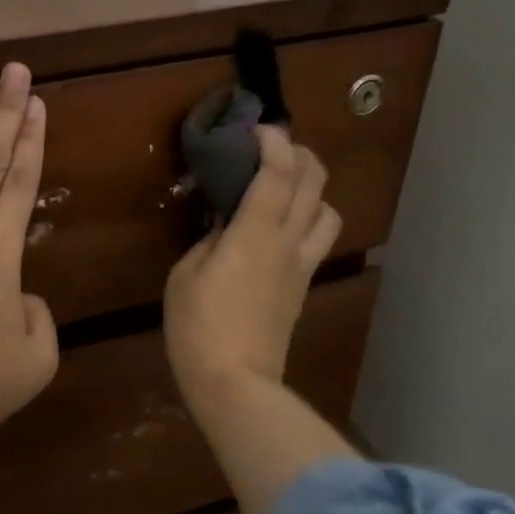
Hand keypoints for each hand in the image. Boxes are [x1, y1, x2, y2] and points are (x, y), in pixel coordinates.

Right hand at [164, 127, 341, 411]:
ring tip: (286, 188)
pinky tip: (284, 226)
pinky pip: (319, 240)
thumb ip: (208, 241)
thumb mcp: (185, 275)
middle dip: (300, 154)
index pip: (278, 172)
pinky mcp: (304, 286)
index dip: (273, 142)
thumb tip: (225, 226)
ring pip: (329, 211)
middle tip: (274, 149)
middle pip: (315, 183)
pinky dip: (309, 218)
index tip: (256, 130)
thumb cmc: (198, 327)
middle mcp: (289, 242)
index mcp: (256, 233)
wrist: (235, 383)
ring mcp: (302, 265)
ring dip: (313, 189)